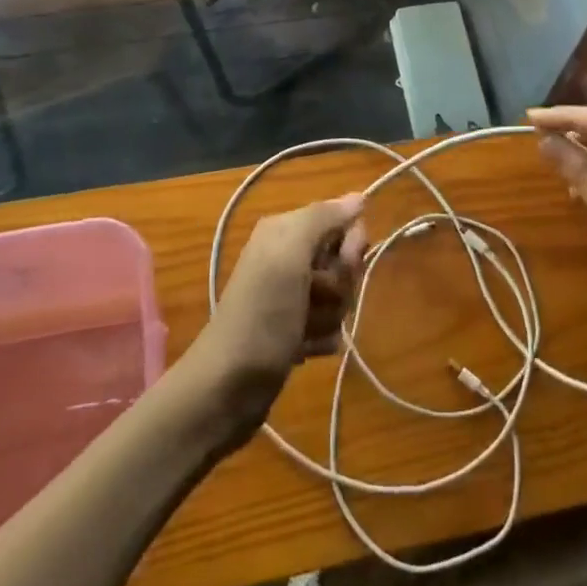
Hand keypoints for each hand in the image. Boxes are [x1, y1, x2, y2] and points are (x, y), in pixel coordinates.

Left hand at [191, 194, 368, 440]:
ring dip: (331, 315)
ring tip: (305, 329)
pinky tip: (305, 349)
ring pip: (340, 295)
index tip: (343, 263)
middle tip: (315, 298)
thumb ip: (322, 219)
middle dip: (340, 284)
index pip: (342, 220)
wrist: (227, 388)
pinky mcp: (295, 329)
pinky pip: (330, 324)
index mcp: (285, 230)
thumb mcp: (288, 256)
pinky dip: (322, 338)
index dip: (351, 244)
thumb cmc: (261, 315)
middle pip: (343, 260)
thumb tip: (359, 196)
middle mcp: (287, 256)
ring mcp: (291, 295)